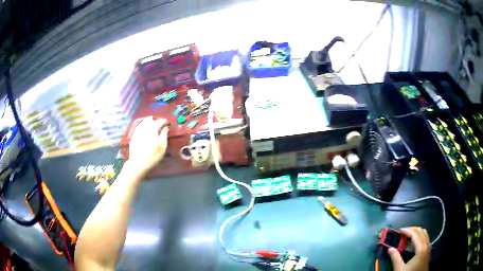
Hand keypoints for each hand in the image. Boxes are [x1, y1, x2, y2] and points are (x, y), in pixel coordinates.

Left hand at [126, 118, 168, 177]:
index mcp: (153, 129)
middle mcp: (145, 128)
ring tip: (152, 123)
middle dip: (155, 120)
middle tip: (159, 123)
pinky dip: (142, 126)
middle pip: (150, 120)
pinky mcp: (133, 136)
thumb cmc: (153, 156)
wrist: (138, 163)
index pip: (159, 122)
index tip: (166, 122)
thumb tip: (166, 128)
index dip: (163, 121)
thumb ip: (164, 135)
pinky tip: (144, 129)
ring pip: (143, 122)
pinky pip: (138, 127)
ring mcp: (138, 131)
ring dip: (148, 122)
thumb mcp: (162, 147)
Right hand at [388, 227, 429, 270]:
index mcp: (421, 248)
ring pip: (424, 234)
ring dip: (416, 232)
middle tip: (402, 232)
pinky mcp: (428, 251)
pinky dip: (419, 236)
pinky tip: (413, 242)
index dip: (407, 230)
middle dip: (412, 229)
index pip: (415, 234)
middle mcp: (427, 245)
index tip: (399, 230)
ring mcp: (428, 248)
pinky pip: (425, 239)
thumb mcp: (400, 269)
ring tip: (408, 235)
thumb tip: (390, 249)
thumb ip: (395, 258)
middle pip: (421, 231)